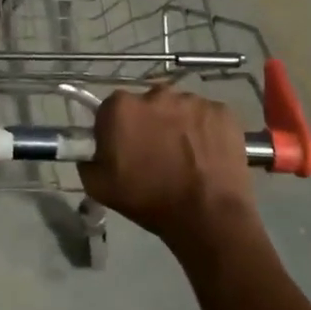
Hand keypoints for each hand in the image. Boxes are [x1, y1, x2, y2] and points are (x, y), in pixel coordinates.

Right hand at [80, 86, 254, 251]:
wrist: (207, 216)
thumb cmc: (149, 200)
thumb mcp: (99, 187)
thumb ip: (88, 160)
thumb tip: (94, 151)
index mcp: (121, 107)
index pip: (111, 109)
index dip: (116, 129)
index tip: (123, 149)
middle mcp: (156, 93)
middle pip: (147, 104)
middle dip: (148, 122)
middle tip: (155, 153)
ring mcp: (193, 100)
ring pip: (179, 108)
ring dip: (178, 125)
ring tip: (185, 156)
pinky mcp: (222, 111)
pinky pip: (207, 116)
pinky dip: (205, 130)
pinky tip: (207, 155)